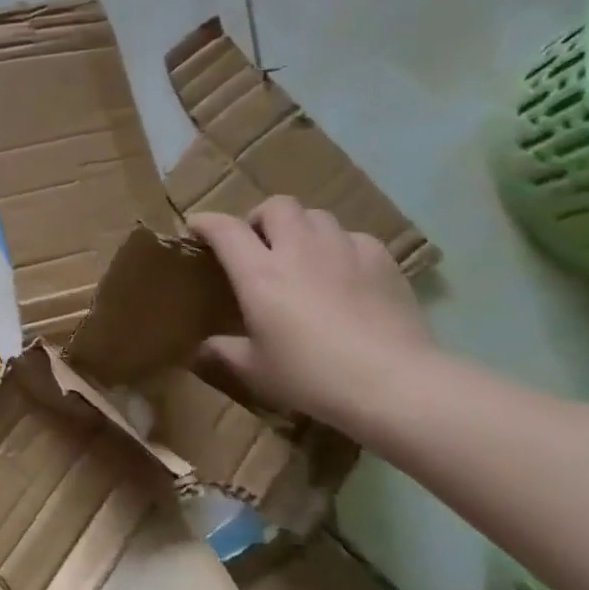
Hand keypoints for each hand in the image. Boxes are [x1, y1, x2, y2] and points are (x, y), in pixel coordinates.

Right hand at [188, 197, 435, 428]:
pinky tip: (346, 273)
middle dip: (261, 218)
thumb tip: (203, 347)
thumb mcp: (255, 370)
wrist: (393, 383)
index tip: (196, 228)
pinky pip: (354, 238)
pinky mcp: (382, 260)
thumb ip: (225, 351)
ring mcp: (343, 249)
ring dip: (303, 229)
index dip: (205, 222)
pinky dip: (342, 248)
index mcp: (259, 273)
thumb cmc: (312, 375)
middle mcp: (298, 249)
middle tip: (260, 245)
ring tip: (304, 255)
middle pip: (276, 206)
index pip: (224, 229)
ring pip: (317, 216)